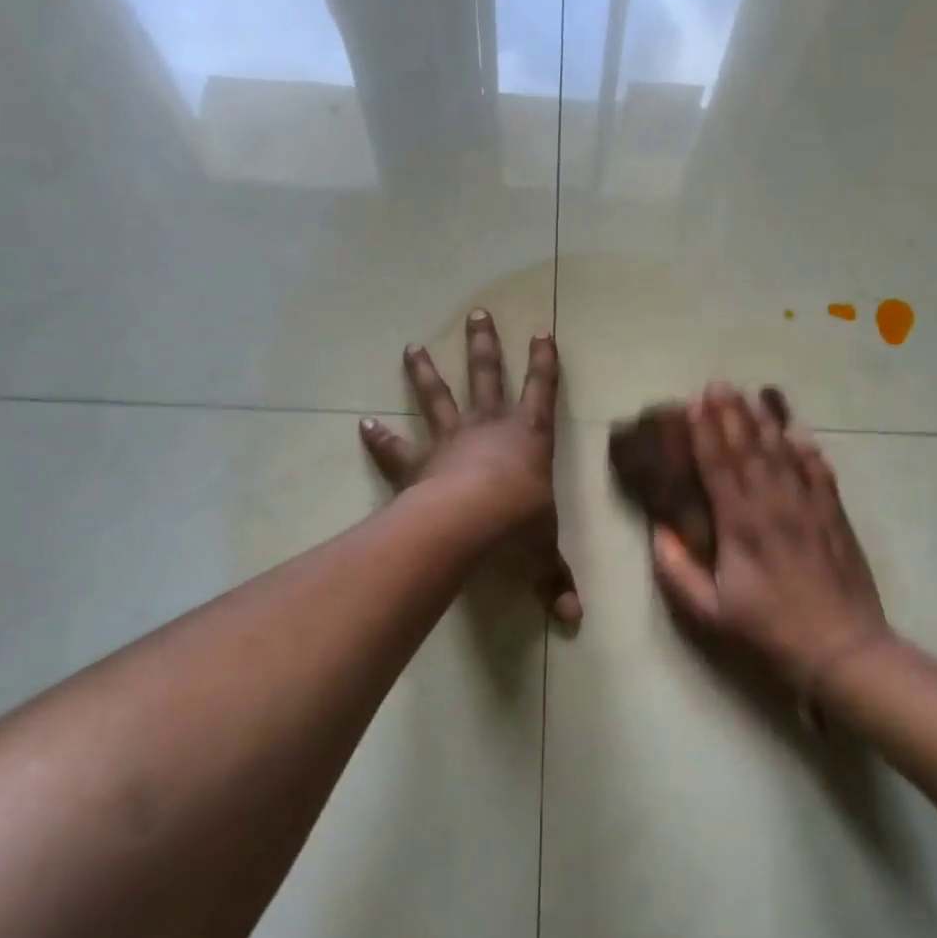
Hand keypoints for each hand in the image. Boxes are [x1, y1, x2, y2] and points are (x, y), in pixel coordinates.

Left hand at [360, 311, 581, 623]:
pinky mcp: (419, 463)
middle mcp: (490, 428)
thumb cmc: (518, 524)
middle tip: (477, 314)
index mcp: (529, 438)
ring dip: (425, 373)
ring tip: (410, 347)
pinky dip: (380, 437)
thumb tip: (574, 622)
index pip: (543, 392)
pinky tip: (362, 424)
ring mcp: (451, 440)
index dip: (544, 363)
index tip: (543, 331)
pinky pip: (398, 447)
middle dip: (484, 346)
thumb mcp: (542, 553)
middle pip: (487, 377)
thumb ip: (555, 581)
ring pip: (438, 398)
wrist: (471, 522)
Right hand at [651, 384, 889, 689]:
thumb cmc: (768, 631)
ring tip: (751, 396)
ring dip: (765, 422)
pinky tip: (800, 433)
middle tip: (718, 384)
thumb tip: (657, 531)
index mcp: (741, 524)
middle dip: (731, 414)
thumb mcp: (709, 611)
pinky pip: (820, 472)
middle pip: (750, 448)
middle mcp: (775, 504)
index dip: (704, 432)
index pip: (719, 465)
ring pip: (784, 453)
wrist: (841, 648)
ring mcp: (810, 506)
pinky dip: (808, 450)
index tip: (692, 404)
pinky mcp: (835, 516)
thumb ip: (677, 570)